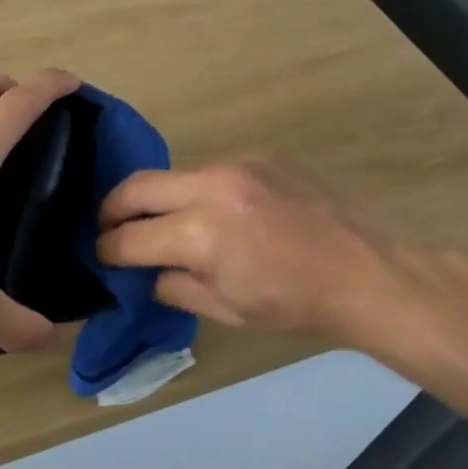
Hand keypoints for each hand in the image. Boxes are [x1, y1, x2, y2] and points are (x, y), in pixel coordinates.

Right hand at [96, 160, 440, 341]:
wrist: (367, 273)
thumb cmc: (294, 304)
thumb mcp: (226, 310)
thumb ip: (174, 286)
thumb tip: (146, 271)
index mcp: (201, 234)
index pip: (131, 237)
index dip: (108, 249)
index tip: (101, 255)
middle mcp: (211, 188)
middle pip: (136, 186)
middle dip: (112, 209)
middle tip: (107, 227)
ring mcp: (236, 167)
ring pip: (173, 175)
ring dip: (157, 199)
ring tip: (160, 222)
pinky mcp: (258, 158)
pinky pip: (210, 172)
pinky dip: (196, 193)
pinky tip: (214, 214)